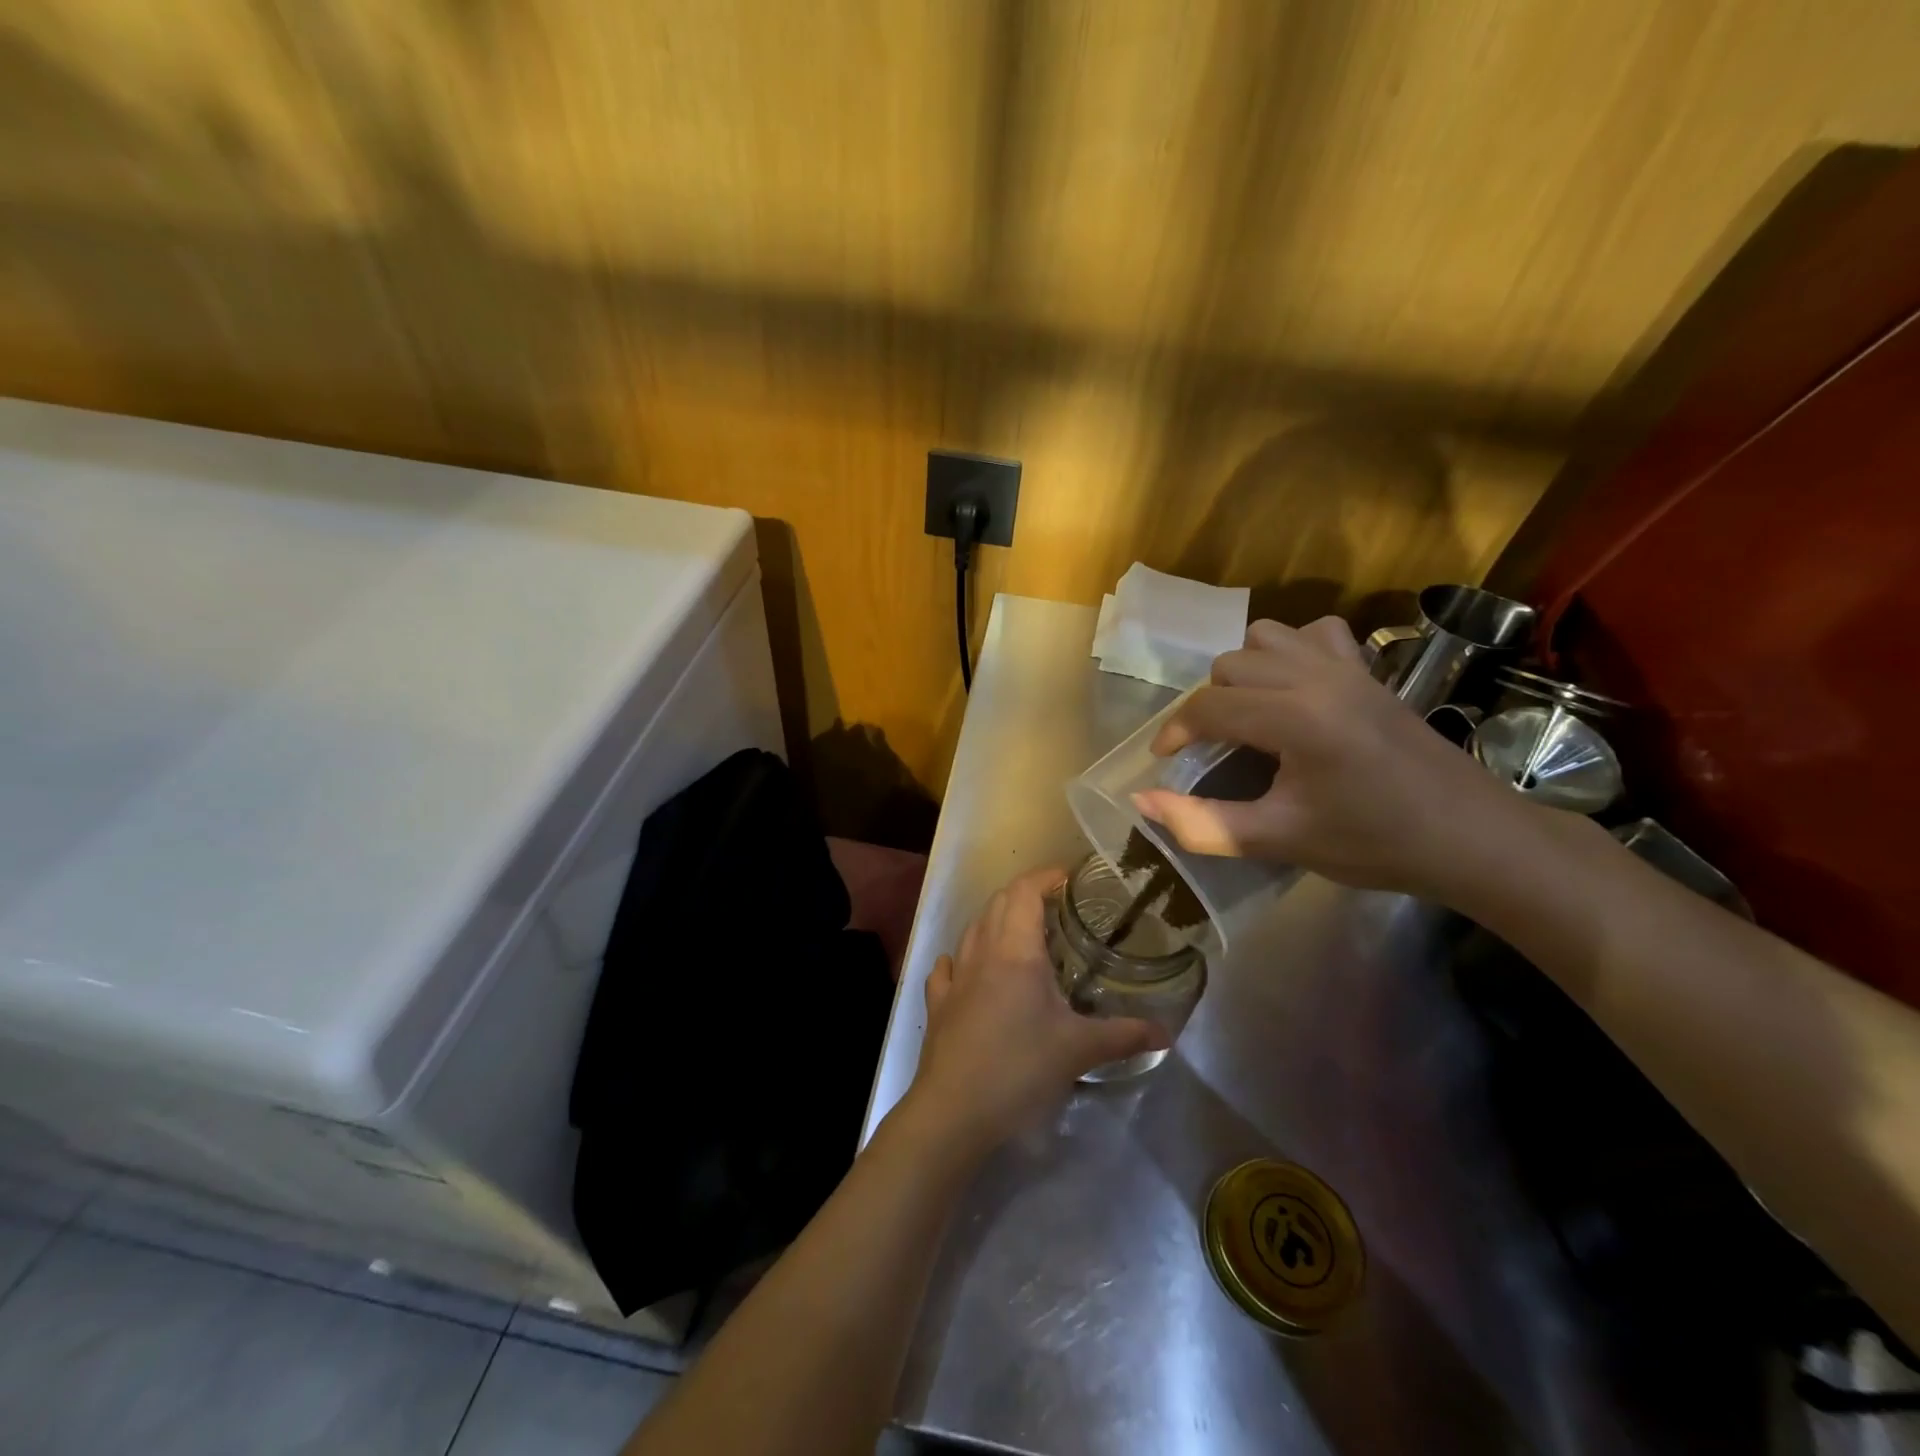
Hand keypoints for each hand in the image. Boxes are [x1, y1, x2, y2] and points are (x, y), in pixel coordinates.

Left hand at [906, 867, 1163, 1152]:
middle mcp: (982, 952)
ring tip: (1023, 935)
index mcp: (1016, 951)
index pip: (1025, 891)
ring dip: (996, 921)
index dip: (1046, 876)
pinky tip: (972, 970)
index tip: (1071, 878)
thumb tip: (1166, 1033)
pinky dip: (963, 958)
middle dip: (1025, 894)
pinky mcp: (938, 1004)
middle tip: (1057, 907)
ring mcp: (955, 977)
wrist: (954, 1110)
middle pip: (998, 903)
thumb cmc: (1020, 1068)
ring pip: (973, 929)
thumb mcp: (1079, 1050)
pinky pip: (948, 967)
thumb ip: (1124, 1036)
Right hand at [1132, 616, 1529, 897]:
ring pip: (1265, 637)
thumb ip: (1202, 823)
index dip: (1174, 733)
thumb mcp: (1279, 840)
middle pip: (1229, 666)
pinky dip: (1291, 651)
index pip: (1208, 707)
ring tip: (1248, 714)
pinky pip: (1315, 633)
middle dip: (1207, 706)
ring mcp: (1347, 667)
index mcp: (1295, 718)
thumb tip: (1141, 801)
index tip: (1166, 761)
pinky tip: (1295, 687)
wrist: (1470, 837)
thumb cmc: (1373, 843)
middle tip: (1213, 750)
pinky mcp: (1369, 670)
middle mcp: (1316, 677)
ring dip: (1243, 671)